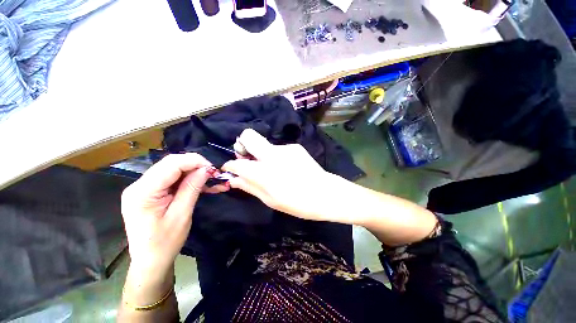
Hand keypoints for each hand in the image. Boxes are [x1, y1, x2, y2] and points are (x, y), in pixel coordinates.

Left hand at [121, 153, 223, 273]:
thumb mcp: (181, 215)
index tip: (213, 168)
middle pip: (170, 164)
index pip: (171, 164)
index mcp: (142, 192)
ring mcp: (143, 188)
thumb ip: (192, 188)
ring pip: (172, 169)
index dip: (194, 161)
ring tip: (211, 180)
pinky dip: (187, 180)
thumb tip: (206, 169)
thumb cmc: (164, 243)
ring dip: (193, 172)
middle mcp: (139, 185)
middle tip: (213, 173)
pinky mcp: (150, 192)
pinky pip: (171, 179)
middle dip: (195, 165)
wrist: (150, 261)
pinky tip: (201, 184)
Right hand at [222, 129, 333, 220]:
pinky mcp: (295, 147)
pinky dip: (275, 156)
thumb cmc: (297, 203)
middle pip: (248, 135)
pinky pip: (277, 149)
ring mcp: (285, 148)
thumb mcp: (270, 200)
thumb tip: (233, 179)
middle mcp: (272, 155)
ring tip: (272, 169)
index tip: (231, 169)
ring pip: (264, 144)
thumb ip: (250, 187)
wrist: (325, 193)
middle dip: (242, 145)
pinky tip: (285, 167)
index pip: (237, 163)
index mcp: (264, 172)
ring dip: (261, 154)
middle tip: (247, 159)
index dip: (230, 165)